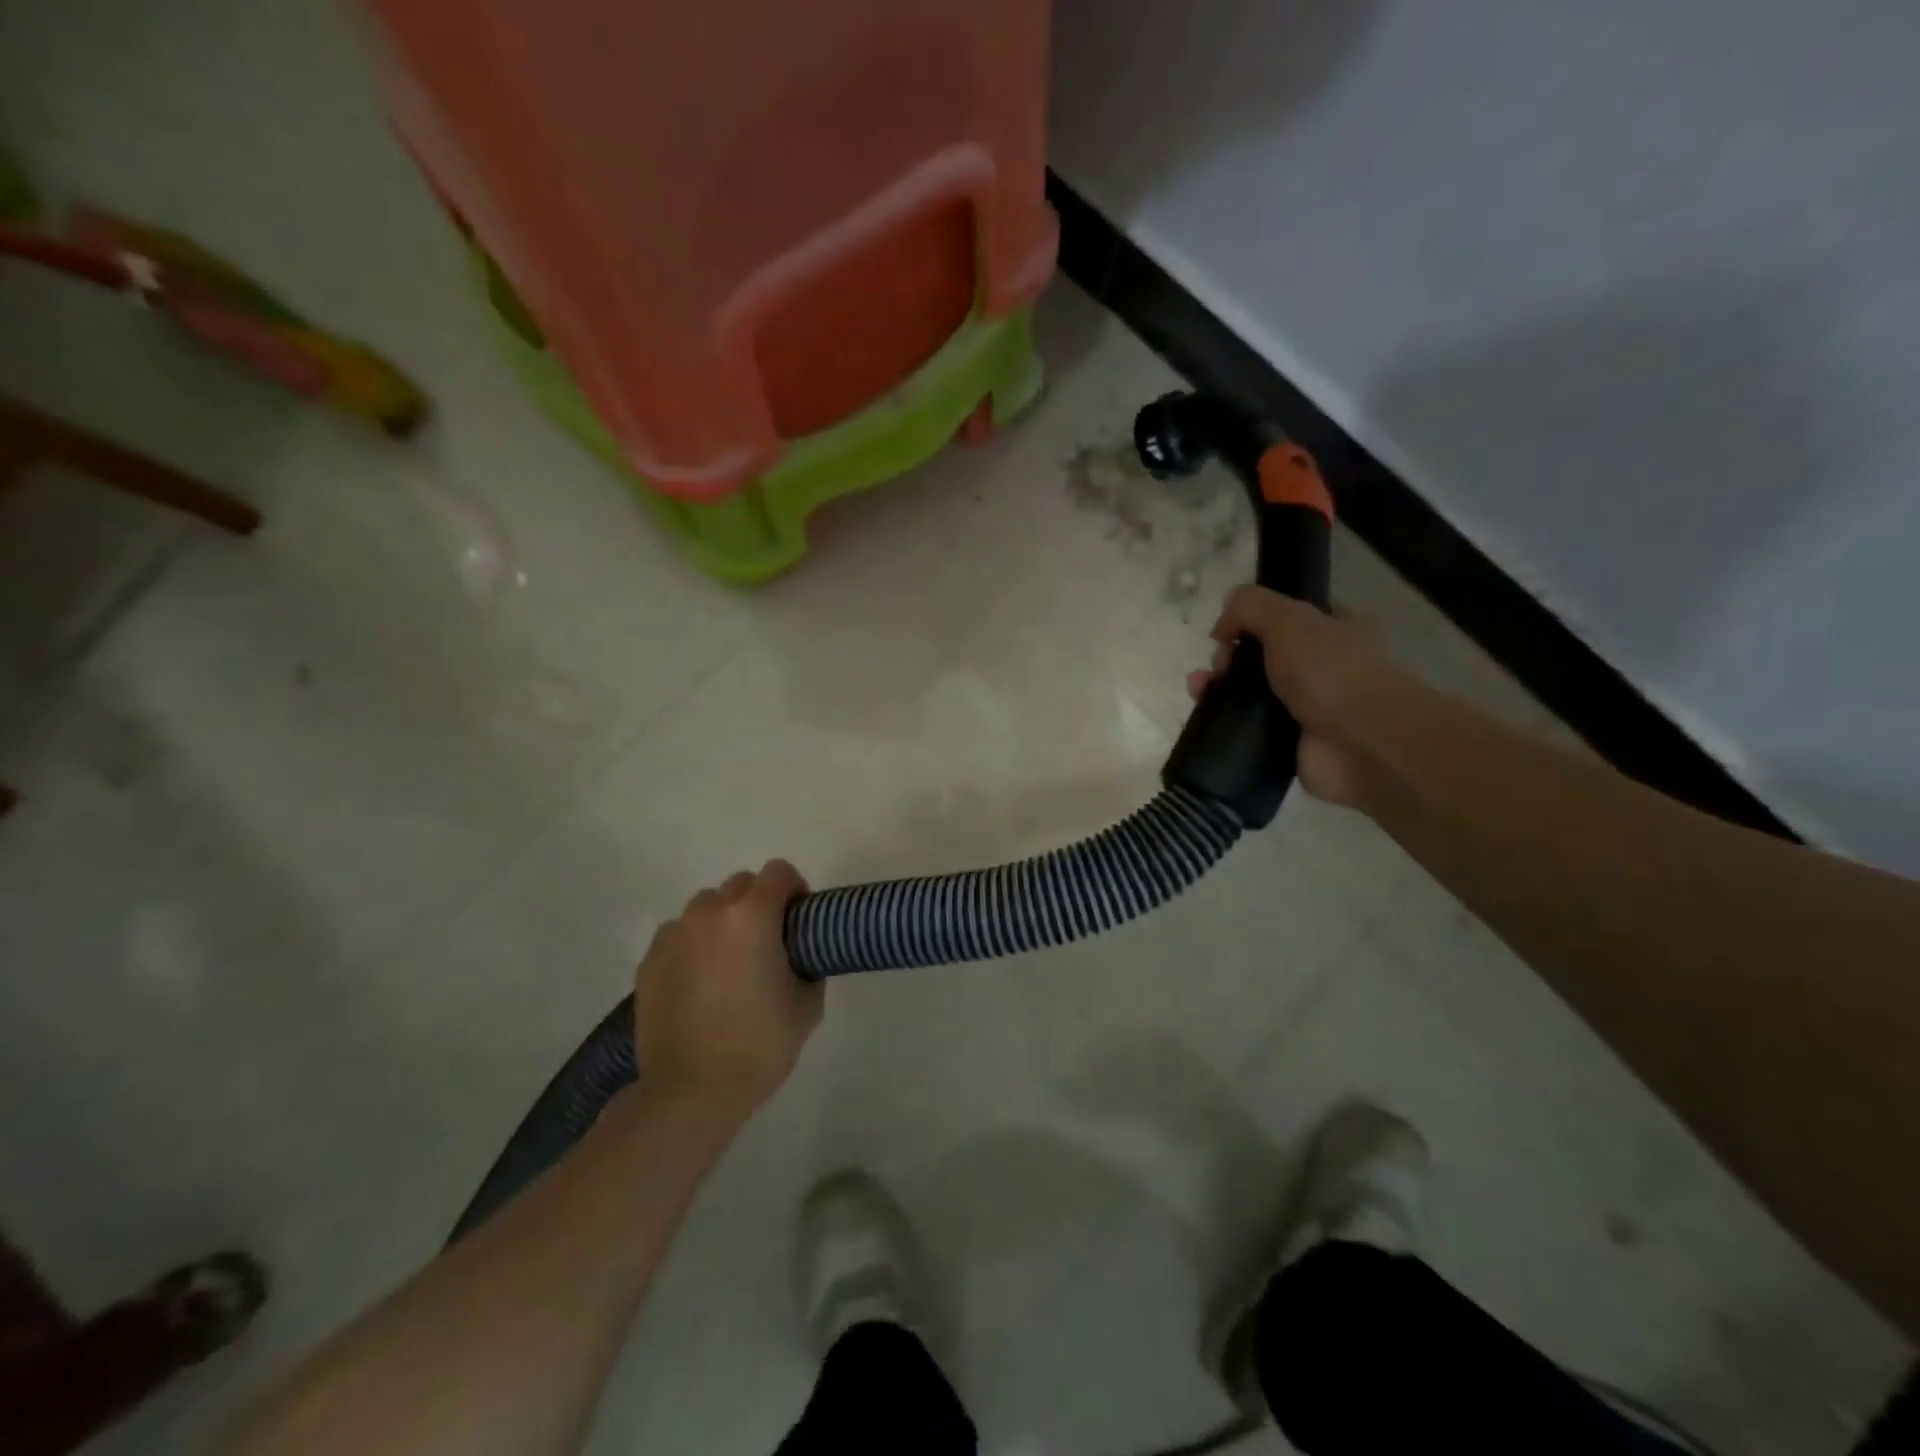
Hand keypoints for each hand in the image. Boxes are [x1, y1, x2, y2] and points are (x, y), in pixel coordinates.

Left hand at [634, 861, 820, 1121]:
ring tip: (728, 965)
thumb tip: (798, 956)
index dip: (795, 890)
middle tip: (767, 945)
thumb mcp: (807, 1005)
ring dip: (722, 923)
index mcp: (752, 915)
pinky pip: (678, 936)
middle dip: (758, 905)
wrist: (690, 1092)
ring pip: (705, 909)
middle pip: (740, 885)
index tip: (798, 921)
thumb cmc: (759, 1045)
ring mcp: (674, 935)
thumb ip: (807, 964)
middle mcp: (710, 912)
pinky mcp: (649, 961)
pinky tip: (699, 985)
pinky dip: (693, 947)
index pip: (779, 872)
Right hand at [1187, 586, 1420, 806]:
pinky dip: (1224, 723)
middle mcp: (1322, 666)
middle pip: (1259, 654)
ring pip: (1249, 692)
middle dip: (1228, 657)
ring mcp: (1306, 707)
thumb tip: (1221, 630)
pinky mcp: (1290, 743)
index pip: (1284, 616)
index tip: (1228, 633)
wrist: (1364, 746)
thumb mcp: (1289, 619)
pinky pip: (1247, 728)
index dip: (1250, 620)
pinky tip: (1205, 717)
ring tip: (1198, 691)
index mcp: (1334, 628)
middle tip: (1220, 667)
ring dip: (1218, 689)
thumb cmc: (1332, 673)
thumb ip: (1249, 606)